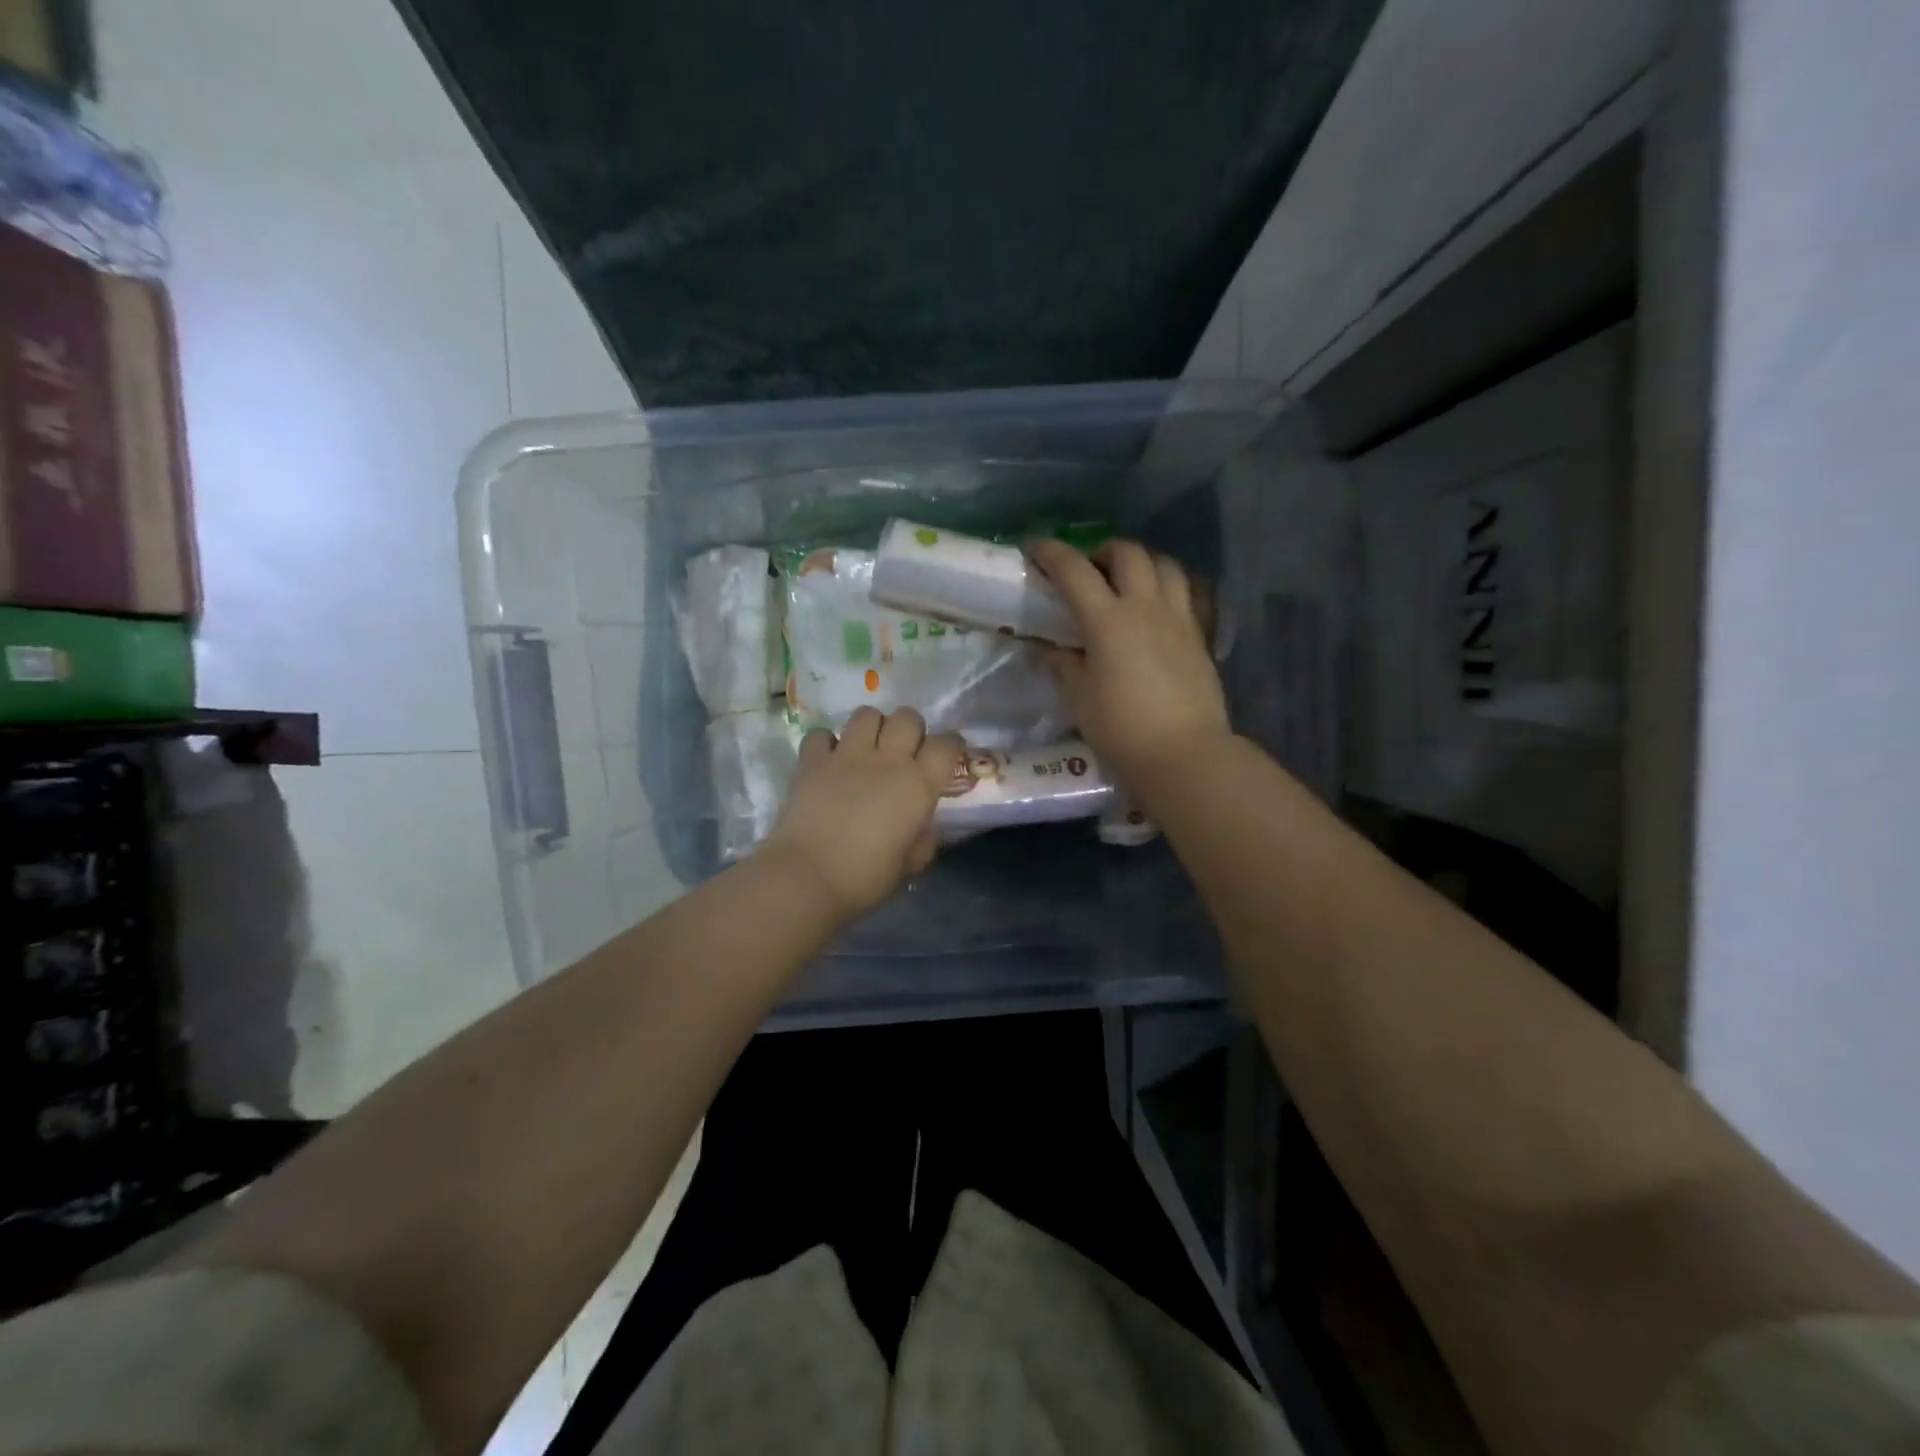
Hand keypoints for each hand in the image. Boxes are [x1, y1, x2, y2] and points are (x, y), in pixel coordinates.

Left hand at [760, 707, 963, 920]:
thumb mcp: (909, 864)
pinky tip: (828, 760)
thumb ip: (923, 841)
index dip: (951, 746)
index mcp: (918, 784)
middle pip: (907, 717)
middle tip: (904, 752)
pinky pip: (822, 734)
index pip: (947, 744)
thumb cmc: (866, 877)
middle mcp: (887, 760)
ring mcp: (847, 755)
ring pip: (867, 714)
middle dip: (910, 729)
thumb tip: (925, 829)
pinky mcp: (812, 761)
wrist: (808, 877)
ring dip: (871, 727)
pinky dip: (826, 743)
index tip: (947, 758)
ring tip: (867, 748)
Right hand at [1027, 537, 1231, 785]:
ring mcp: (1179, 619)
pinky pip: (1188, 593)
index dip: (1052, 553)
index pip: (1075, 571)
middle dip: (1103, 551)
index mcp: (1108, 620)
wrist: (1184, 753)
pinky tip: (1158, 608)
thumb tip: (1052, 651)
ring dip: (1142, 563)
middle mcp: (1146, 608)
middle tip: (1089, 570)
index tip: (1035, 549)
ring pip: (1165, 565)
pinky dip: (1169, 587)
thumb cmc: (1121, 729)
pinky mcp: (1200, 636)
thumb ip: (1063, 667)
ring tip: (1128, 583)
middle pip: (1128, 554)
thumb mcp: (1079, 699)